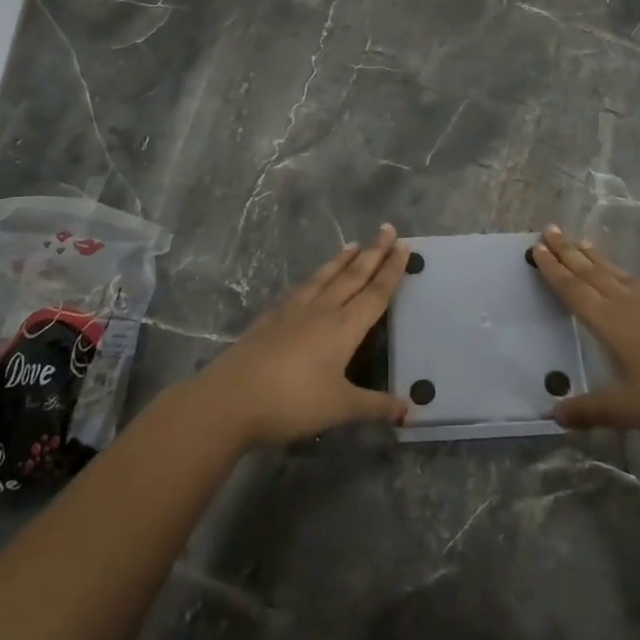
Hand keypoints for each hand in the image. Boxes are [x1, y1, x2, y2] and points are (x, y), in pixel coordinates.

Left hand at [187, 225, 411, 448]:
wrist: (231, 399)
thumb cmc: (292, 402)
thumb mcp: (340, 408)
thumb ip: (375, 406)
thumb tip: (409, 410)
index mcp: (343, 327)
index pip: (375, 293)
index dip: (392, 270)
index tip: (404, 246)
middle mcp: (321, 310)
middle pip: (353, 276)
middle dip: (373, 252)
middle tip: (388, 229)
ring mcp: (292, 311)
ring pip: (324, 277)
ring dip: (342, 260)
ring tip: (354, 244)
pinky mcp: (270, 318)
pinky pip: (300, 288)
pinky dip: (314, 277)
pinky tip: (311, 279)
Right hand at [531, 225, 639, 440]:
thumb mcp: (628, 409)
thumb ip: (589, 410)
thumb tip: (552, 414)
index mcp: (612, 323)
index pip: (574, 290)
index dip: (553, 269)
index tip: (536, 246)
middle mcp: (632, 306)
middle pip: (593, 274)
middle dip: (569, 252)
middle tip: (550, 229)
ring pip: (622, 277)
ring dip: (600, 260)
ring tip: (584, 243)